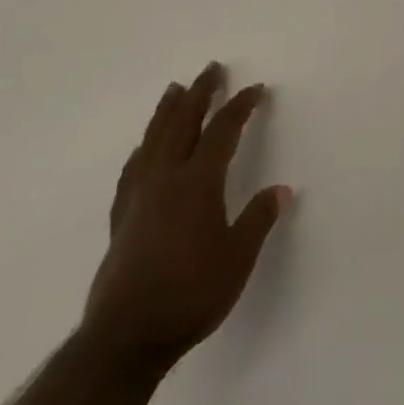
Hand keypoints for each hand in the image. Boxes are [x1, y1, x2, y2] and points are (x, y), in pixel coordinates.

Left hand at [81, 64, 290, 377]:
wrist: (126, 336)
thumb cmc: (190, 295)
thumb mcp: (237, 260)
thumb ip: (258, 220)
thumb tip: (282, 189)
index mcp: (198, 182)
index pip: (222, 131)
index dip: (240, 107)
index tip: (256, 89)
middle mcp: (167, 178)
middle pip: (184, 122)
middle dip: (201, 93)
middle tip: (212, 68)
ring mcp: (140, 195)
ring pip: (154, 139)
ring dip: (167, 110)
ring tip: (174, 89)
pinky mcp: (122, 217)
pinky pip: (133, 169)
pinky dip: (142, 150)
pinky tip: (143, 149)